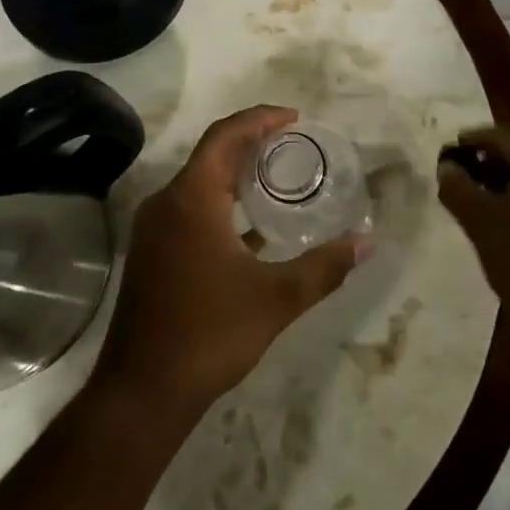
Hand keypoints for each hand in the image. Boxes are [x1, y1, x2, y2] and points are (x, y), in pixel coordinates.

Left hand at [94, 106, 369, 419]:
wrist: (142, 392)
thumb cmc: (209, 334)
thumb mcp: (276, 298)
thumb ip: (325, 266)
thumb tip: (367, 241)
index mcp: (191, 199)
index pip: (224, 136)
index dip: (260, 119)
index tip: (294, 117)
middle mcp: (166, 204)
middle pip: (210, 154)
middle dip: (251, 141)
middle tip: (293, 142)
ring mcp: (154, 230)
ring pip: (199, 182)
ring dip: (236, 172)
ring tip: (278, 175)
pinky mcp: (152, 254)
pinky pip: (190, 209)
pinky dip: (222, 203)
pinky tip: (253, 227)